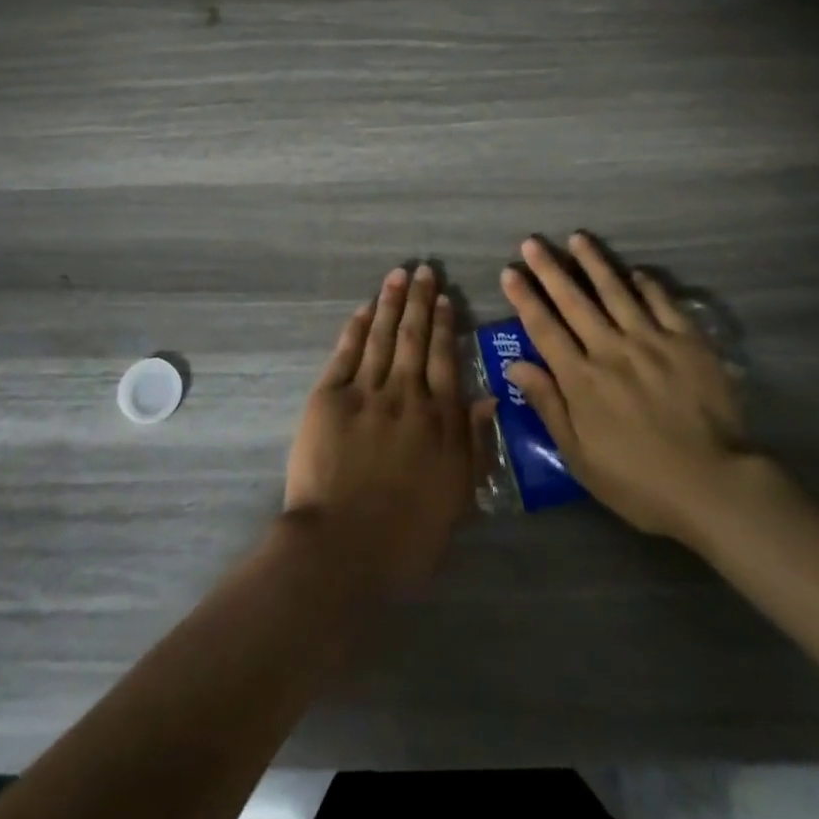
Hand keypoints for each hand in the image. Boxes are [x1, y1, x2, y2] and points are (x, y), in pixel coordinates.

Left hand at [285, 265, 491, 591]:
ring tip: (397, 275)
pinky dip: (357, 328)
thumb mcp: (457, 495)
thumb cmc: (407, 534)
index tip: (445, 298)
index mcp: (438, 418)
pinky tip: (364, 309)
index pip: (445, 359)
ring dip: (391, 303)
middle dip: (420, 301)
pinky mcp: (329, 398)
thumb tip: (489, 397)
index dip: (445, 325)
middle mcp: (405, 394)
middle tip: (423, 270)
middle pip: (414, 338)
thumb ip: (474, 443)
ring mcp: (365, 392)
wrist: (341, 548)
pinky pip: (346, 352)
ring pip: (382, 336)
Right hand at [500, 233, 751, 548]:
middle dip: (550, 270)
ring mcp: (651, 341)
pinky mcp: (688, 342)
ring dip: (594, 263)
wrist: (714, 486)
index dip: (525, 298)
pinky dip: (646, 285)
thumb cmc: (639, 482)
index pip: (545, 329)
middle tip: (533, 242)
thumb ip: (548, 406)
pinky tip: (635, 272)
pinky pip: (662, 303)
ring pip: (615, 292)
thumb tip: (515, 366)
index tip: (510, 271)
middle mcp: (611, 349)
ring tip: (577, 238)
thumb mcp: (580, 457)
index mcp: (582, 379)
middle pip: (574, 301)